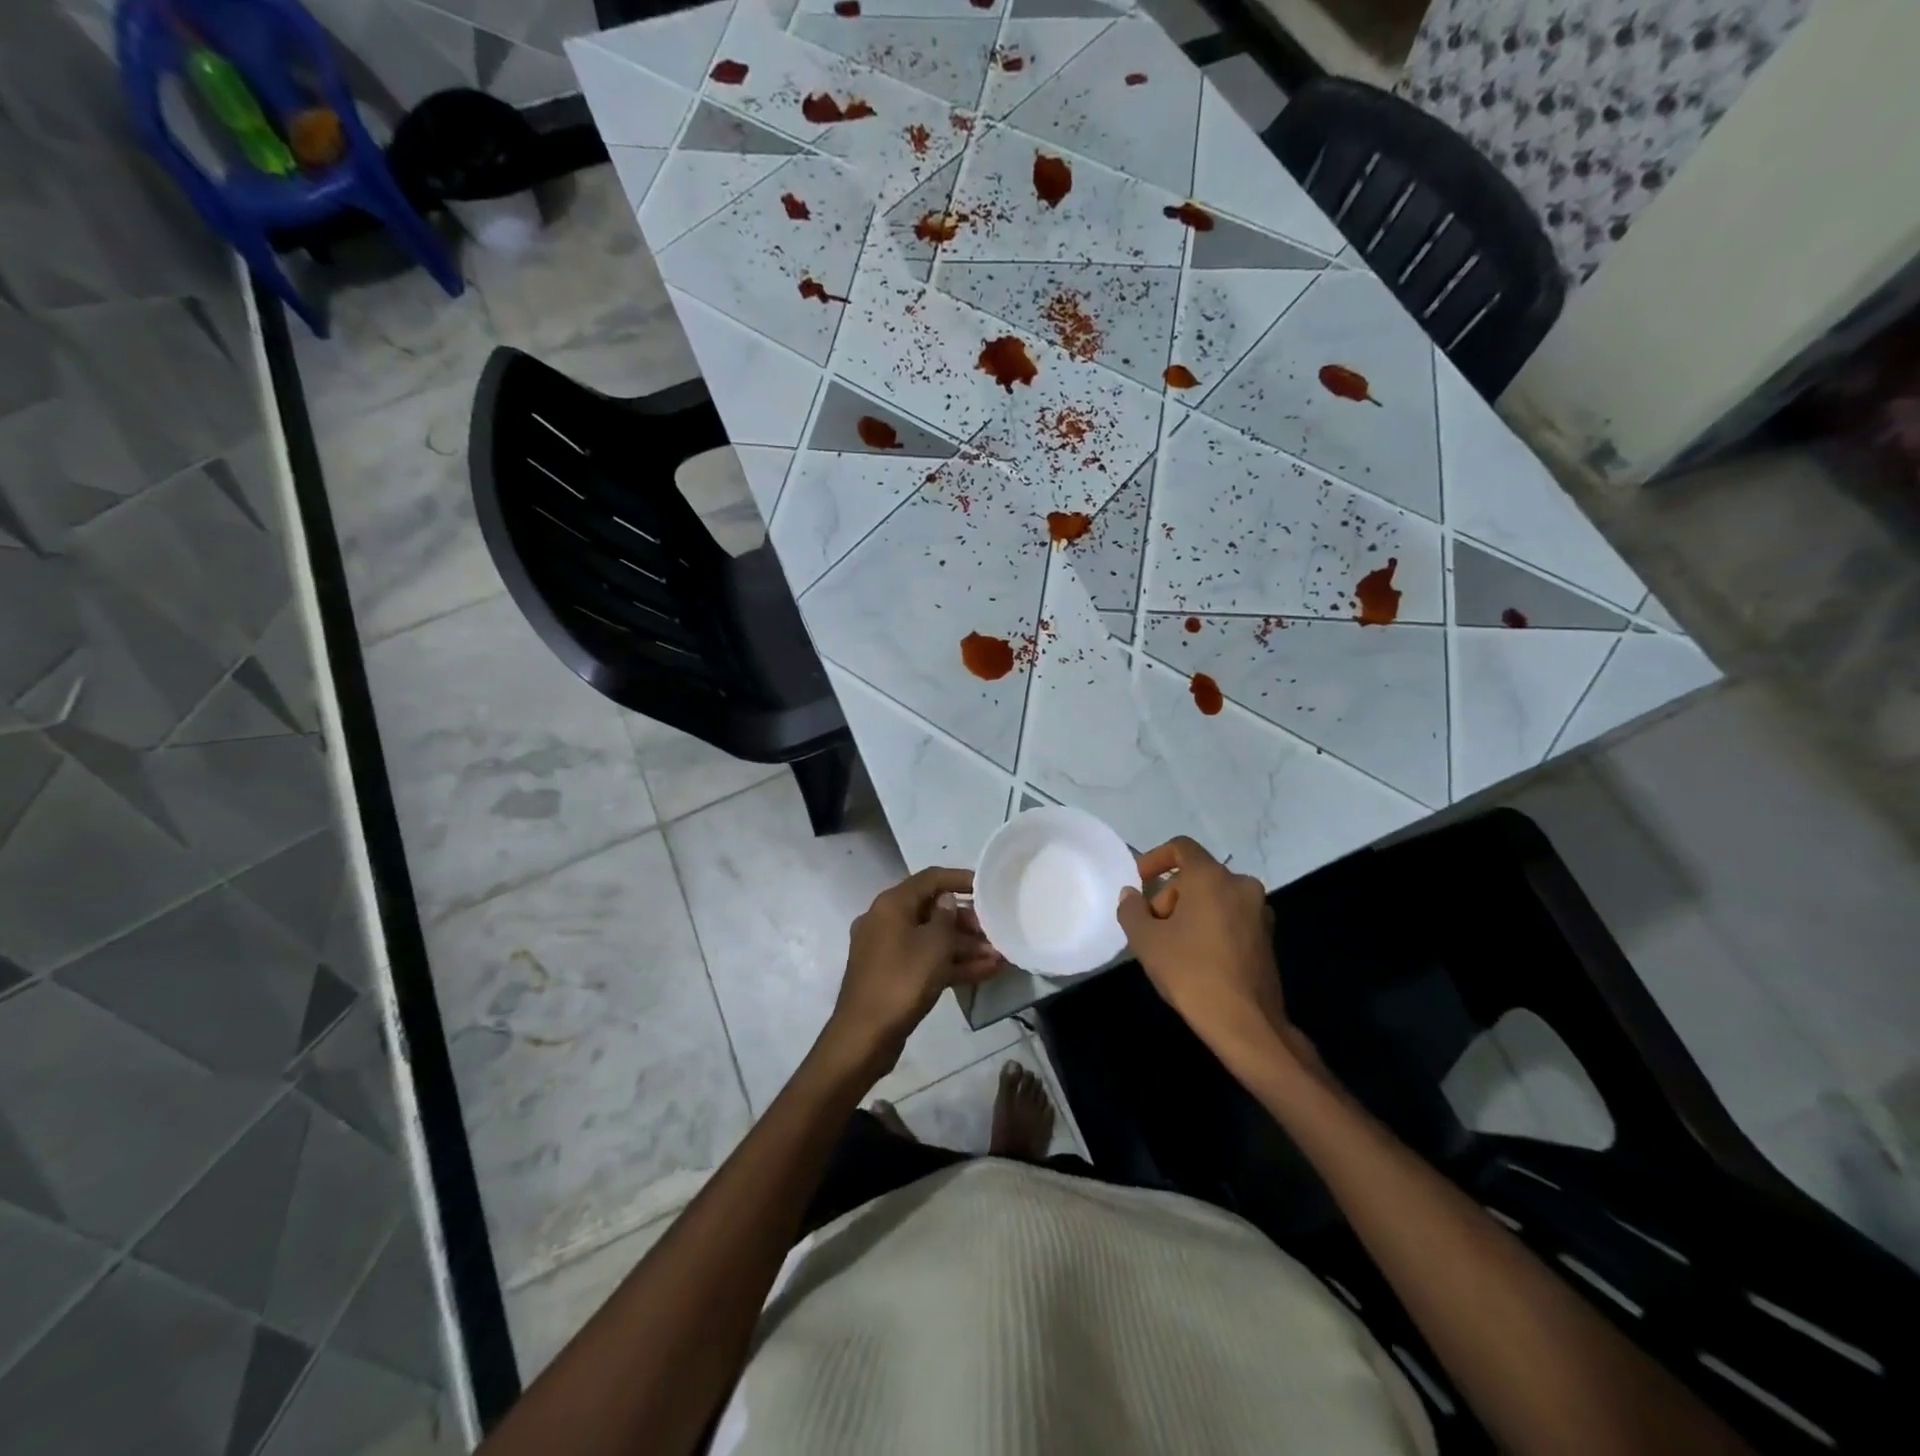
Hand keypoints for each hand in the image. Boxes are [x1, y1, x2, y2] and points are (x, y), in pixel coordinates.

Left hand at [819, 867, 1001, 1079]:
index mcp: (891, 904)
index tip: (986, 887)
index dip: (959, 878)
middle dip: (966, 922)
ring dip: (964, 947)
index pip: (929, 878)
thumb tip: (946, 901)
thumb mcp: (934, 945)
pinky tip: (985, 973)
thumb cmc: (902, 980)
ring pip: (931, 939)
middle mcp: (885, 921)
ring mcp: (887, 950)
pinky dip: (951, 965)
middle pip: (931, 910)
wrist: (865, 1036)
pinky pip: (925, 961)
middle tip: (994, 931)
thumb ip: (947, 917)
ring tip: (999, 957)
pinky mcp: (892, 975)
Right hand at [1116, 837, 1295, 1064]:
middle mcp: (1240, 885)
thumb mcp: (1146, 941)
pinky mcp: (1267, 938)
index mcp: (1211, 877)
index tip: (1140, 882)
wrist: (1246, 1023)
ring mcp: (1259, 912)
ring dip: (1190, 912)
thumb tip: (1131, 895)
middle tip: (1152, 927)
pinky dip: (1210, 926)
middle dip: (1170, 895)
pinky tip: (1197, 958)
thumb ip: (1132, 910)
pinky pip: (1231, 917)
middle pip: (1196, 876)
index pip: (1181, 847)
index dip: (1155, 859)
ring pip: (1215, 897)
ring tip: (1171, 946)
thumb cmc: (1191, 972)